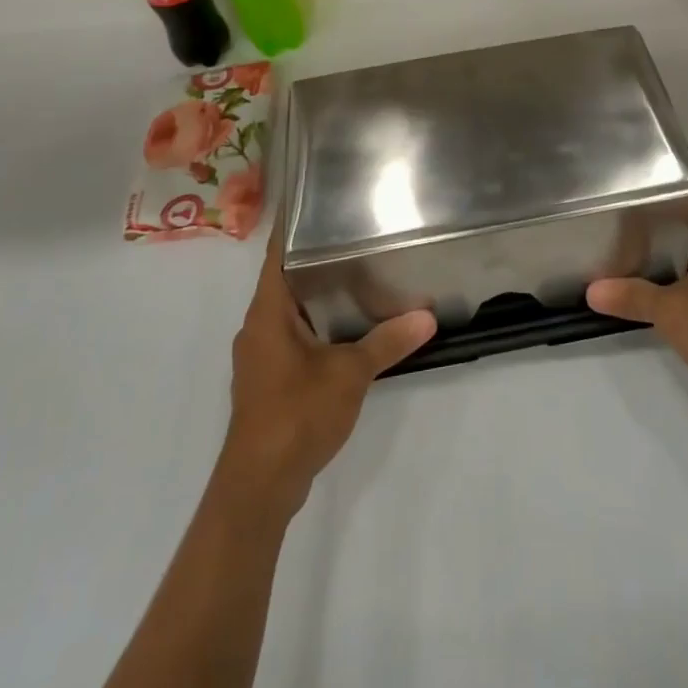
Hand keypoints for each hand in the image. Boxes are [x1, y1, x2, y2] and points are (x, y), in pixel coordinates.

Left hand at [218, 227, 435, 515]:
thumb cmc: (296, 414)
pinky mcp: (269, 380)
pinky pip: (293, 337)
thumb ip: (388, 341)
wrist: (260, 487)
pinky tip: (347, 326)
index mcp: (267, 312)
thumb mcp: (350, 373)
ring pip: (290, 310)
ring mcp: (261, 356)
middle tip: (355, 232)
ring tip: (359, 271)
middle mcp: (258, 327)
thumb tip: (428, 315)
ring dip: (318, 294)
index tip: (319, 200)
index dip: (294, 226)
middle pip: (285, 279)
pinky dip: (317, 324)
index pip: (277, 254)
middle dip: (317, 258)